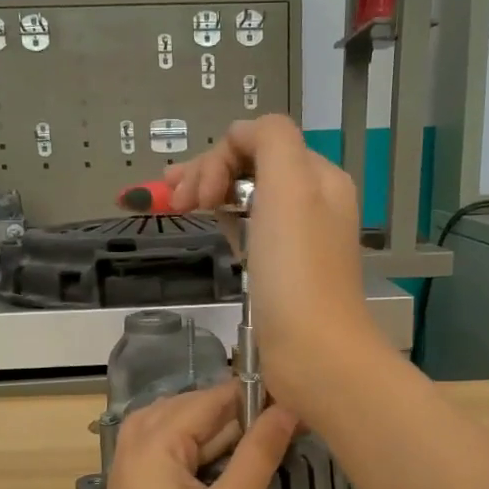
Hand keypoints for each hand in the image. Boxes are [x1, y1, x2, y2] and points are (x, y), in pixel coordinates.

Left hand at [96, 382, 298, 488]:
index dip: (253, 394)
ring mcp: (130, 471)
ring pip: (179, 430)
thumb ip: (259, 451)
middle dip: (236, 412)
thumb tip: (288, 406)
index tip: (296, 396)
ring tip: (262, 439)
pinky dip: (200, 452)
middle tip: (286, 420)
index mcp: (152, 441)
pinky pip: (169, 454)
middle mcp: (132, 446)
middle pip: (190, 408)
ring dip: (218, 432)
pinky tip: (230, 463)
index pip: (210, 398)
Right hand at [164, 115, 381, 403]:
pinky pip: (249, 232)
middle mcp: (311, 203)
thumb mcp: (290, 186)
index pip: (256, 142)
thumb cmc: (297, 271)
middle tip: (172, 203)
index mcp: (317, 177)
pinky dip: (226, 224)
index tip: (191, 198)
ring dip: (210, 196)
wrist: (313, 354)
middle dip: (205, 175)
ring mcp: (296, 240)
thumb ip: (270, 139)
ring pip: (245, 199)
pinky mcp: (281, 272)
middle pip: (248, 169)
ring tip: (176, 209)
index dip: (216, 160)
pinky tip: (211, 230)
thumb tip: (240, 134)